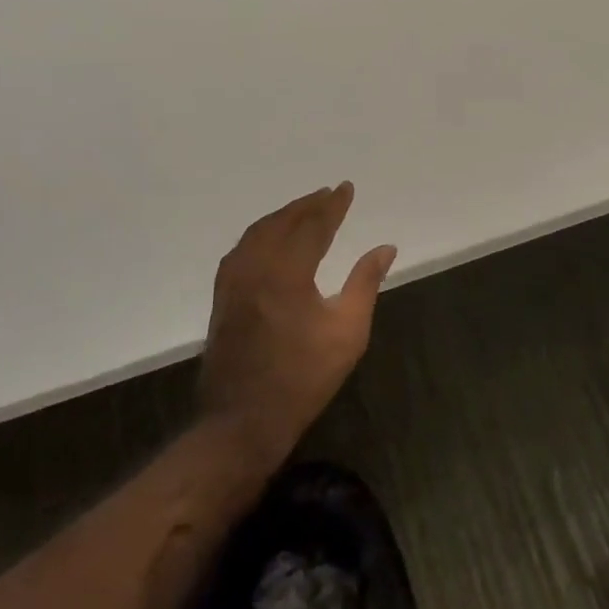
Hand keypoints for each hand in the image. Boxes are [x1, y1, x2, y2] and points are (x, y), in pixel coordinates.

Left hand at [198, 183, 396, 465]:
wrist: (243, 420)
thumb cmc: (304, 377)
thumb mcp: (348, 332)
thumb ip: (365, 283)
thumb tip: (385, 248)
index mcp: (287, 273)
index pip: (313, 226)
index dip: (332, 205)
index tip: (346, 188)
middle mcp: (255, 268)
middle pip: (282, 223)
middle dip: (307, 205)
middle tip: (328, 193)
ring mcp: (233, 282)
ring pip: (257, 233)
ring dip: (283, 216)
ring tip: (304, 208)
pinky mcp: (222, 297)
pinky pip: (242, 249)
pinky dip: (261, 233)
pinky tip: (269, 238)